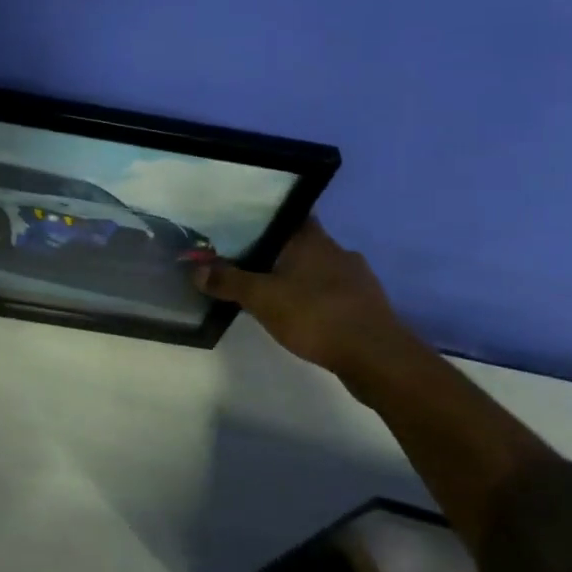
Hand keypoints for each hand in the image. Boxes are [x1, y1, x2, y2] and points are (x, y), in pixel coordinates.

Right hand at [198, 219, 417, 380]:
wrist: (376, 357)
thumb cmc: (315, 314)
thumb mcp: (261, 298)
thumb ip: (228, 281)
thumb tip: (195, 268)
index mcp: (312, 239)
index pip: (288, 214)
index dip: (266, 218)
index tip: (244, 226)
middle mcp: (337, 250)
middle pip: (302, 242)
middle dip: (278, 252)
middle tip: (249, 262)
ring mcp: (357, 278)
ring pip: (319, 268)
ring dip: (300, 277)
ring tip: (273, 293)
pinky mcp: (367, 305)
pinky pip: (334, 293)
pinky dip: (317, 299)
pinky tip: (304, 316)